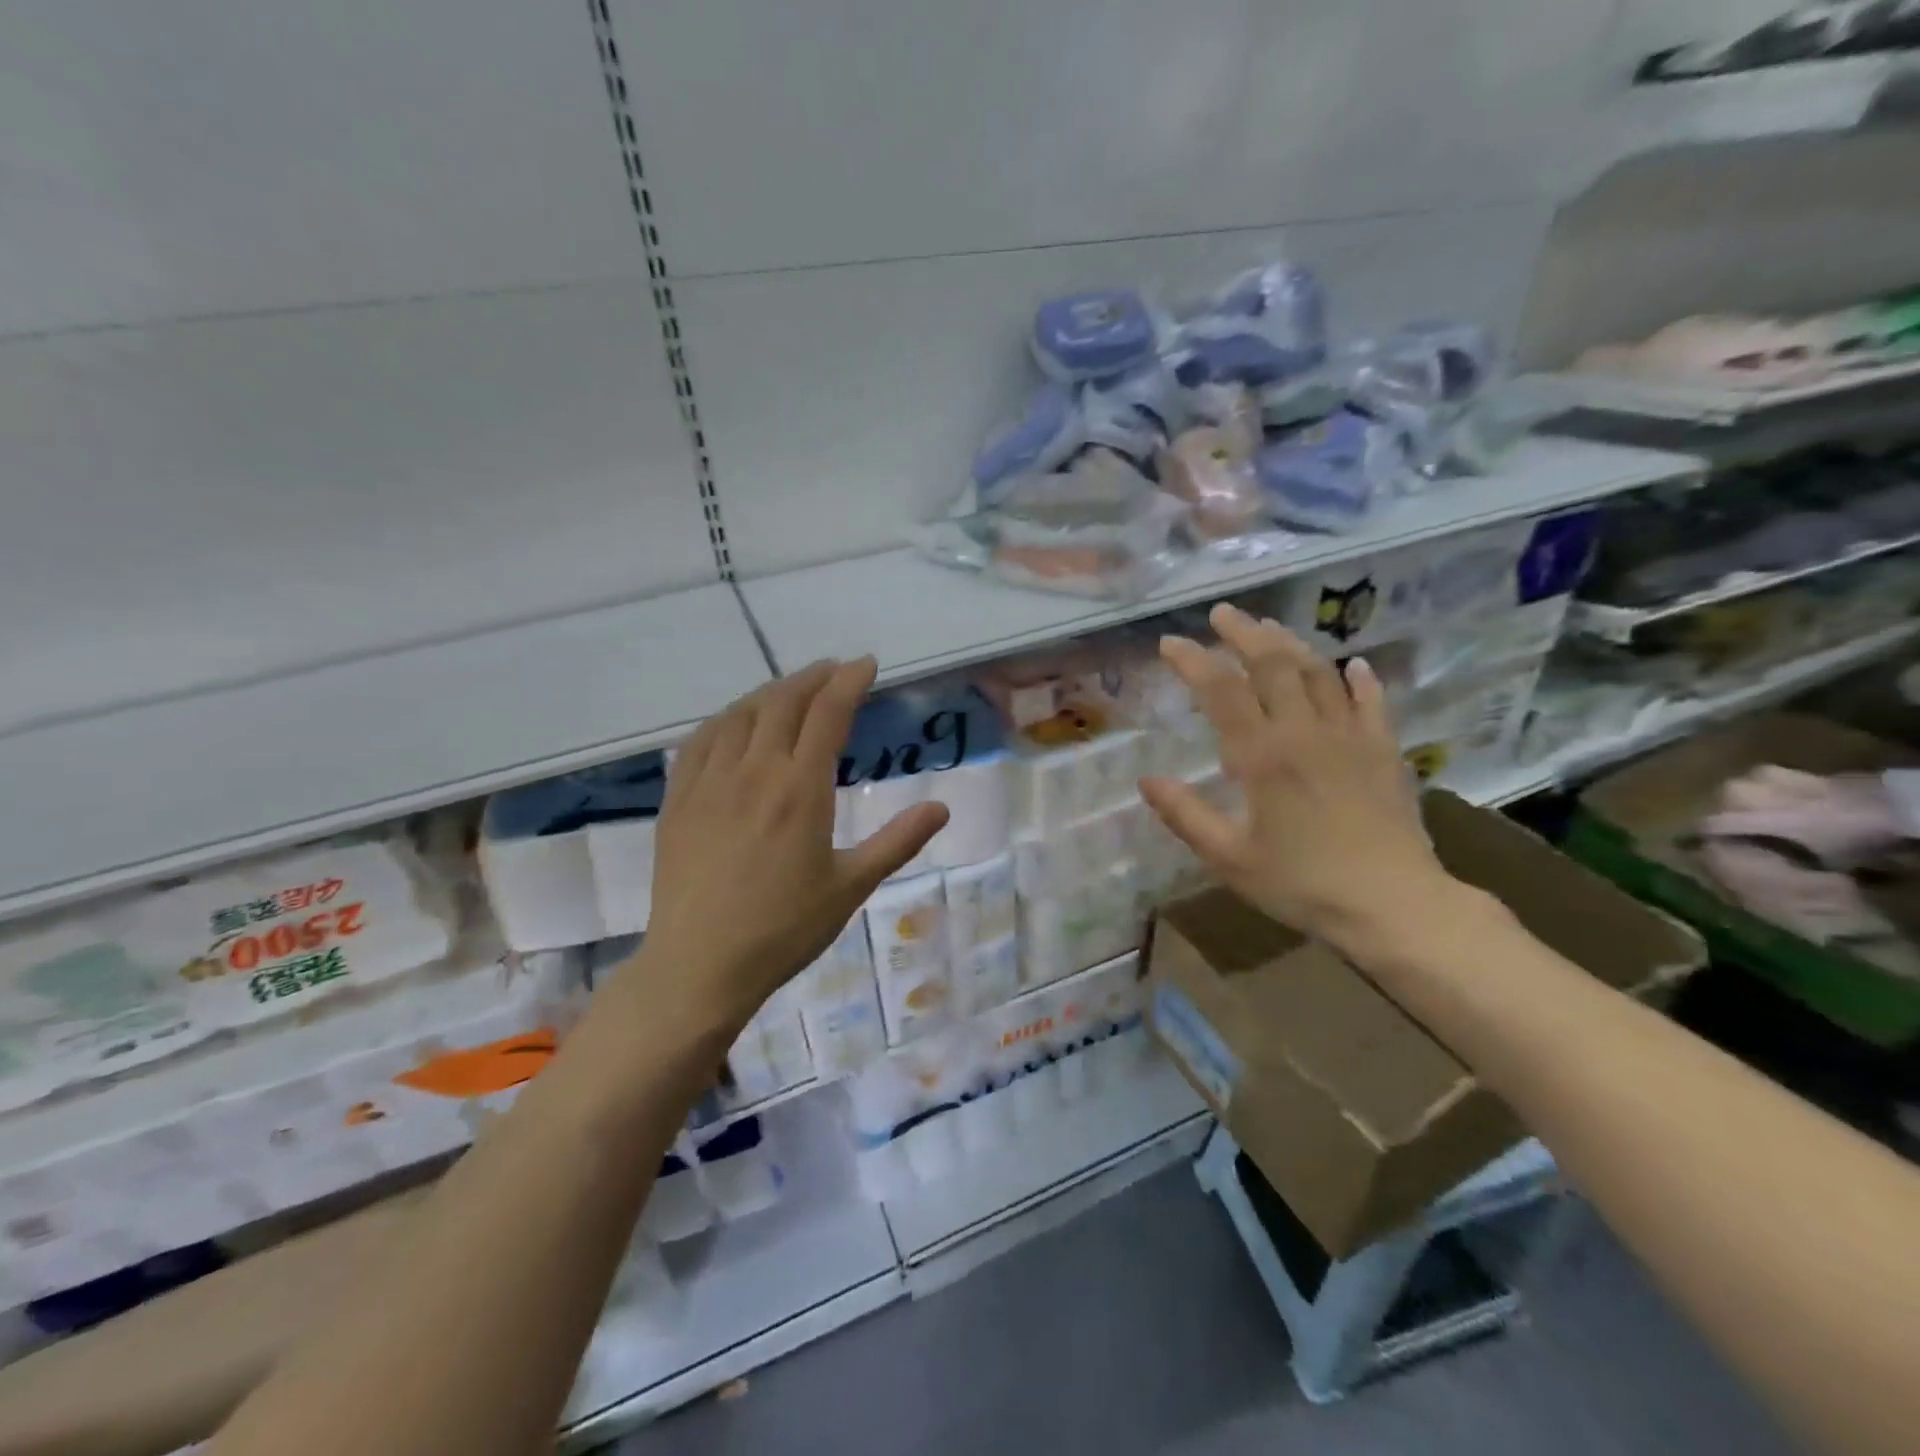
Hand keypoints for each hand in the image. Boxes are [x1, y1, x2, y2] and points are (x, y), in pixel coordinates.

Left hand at [637, 659, 948, 1032]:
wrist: (700, 966)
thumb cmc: (784, 929)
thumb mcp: (852, 887)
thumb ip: (898, 842)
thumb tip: (942, 807)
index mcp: (800, 789)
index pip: (828, 713)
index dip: (849, 681)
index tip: (866, 664)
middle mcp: (753, 771)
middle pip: (782, 702)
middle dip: (813, 677)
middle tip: (834, 671)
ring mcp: (709, 782)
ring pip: (740, 714)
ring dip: (770, 692)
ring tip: (790, 690)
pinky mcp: (678, 800)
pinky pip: (700, 740)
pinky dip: (725, 719)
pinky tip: (733, 722)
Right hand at [1139, 603, 1453, 951]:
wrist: (1393, 905)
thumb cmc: (1301, 884)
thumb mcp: (1229, 858)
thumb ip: (1185, 815)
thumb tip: (1146, 781)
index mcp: (1263, 756)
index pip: (1222, 690)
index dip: (1193, 661)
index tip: (1169, 643)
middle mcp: (1305, 732)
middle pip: (1272, 664)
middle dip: (1243, 633)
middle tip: (1221, 613)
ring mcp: (1350, 737)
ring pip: (1318, 673)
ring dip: (1291, 644)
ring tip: (1269, 627)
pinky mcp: (1383, 751)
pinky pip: (1372, 702)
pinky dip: (1360, 679)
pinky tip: (1353, 665)